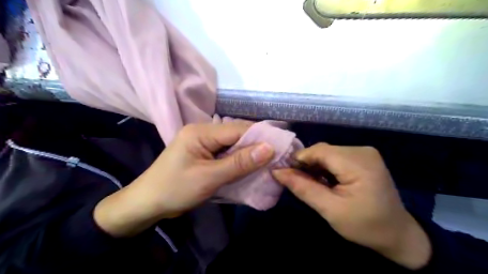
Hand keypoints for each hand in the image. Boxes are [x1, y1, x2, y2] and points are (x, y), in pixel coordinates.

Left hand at [94, 124, 273, 236]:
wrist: (147, 204)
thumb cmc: (175, 189)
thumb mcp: (210, 177)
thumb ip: (239, 162)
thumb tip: (269, 148)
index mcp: (201, 132)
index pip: (238, 129)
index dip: (260, 137)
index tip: (281, 147)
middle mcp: (203, 132)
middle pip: (236, 135)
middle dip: (256, 145)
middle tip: (277, 156)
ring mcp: (203, 143)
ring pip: (232, 144)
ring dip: (248, 153)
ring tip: (268, 161)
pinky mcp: (204, 154)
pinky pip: (226, 153)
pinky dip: (238, 160)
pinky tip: (249, 166)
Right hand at [273, 144, 431, 269]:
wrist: (398, 235)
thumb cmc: (365, 226)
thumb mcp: (330, 210)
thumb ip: (303, 188)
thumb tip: (277, 171)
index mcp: (358, 162)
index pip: (319, 150)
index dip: (298, 160)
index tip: (285, 174)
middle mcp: (362, 150)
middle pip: (323, 150)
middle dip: (307, 165)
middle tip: (297, 183)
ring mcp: (364, 153)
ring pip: (327, 153)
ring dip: (315, 166)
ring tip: (311, 184)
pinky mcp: (363, 158)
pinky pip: (336, 157)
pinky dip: (325, 167)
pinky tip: (324, 181)